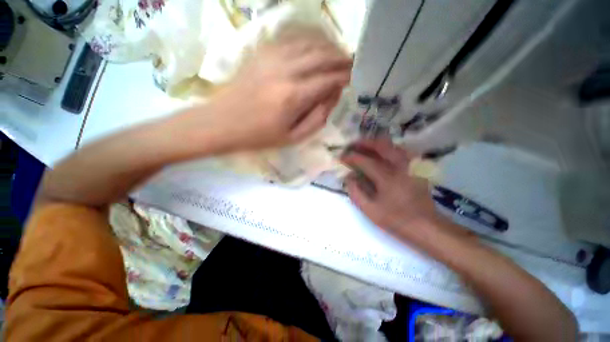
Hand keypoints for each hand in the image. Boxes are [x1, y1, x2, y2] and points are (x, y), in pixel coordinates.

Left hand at [180, 30, 351, 152]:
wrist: (222, 123)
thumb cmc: (259, 136)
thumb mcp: (293, 138)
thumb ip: (317, 118)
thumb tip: (333, 97)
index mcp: (294, 97)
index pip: (328, 80)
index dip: (344, 77)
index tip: (353, 78)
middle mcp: (286, 71)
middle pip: (322, 56)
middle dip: (341, 58)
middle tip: (351, 63)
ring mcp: (272, 57)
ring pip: (309, 43)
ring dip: (327, 46)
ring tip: (337, 54)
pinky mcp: (262, 52)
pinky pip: (292, 38)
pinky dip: (309, 40)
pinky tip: (315, 46)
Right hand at [341, 139, 441, 240]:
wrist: (426, 226)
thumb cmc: (396, 220)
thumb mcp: (370, 210)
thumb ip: (356, 192)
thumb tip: (348, 177)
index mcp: (387, 178)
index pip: (365, 161)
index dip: (351, 157)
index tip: (341, 157)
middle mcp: (399, 166)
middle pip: (381, 145)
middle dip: (364, 142)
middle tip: (353, 145)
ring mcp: (410, 165)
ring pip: (392, 145)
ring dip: (376, 143)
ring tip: (365, 146)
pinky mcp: (416, 168)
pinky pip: (401, 150)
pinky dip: (389, 148)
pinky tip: (382, 153)